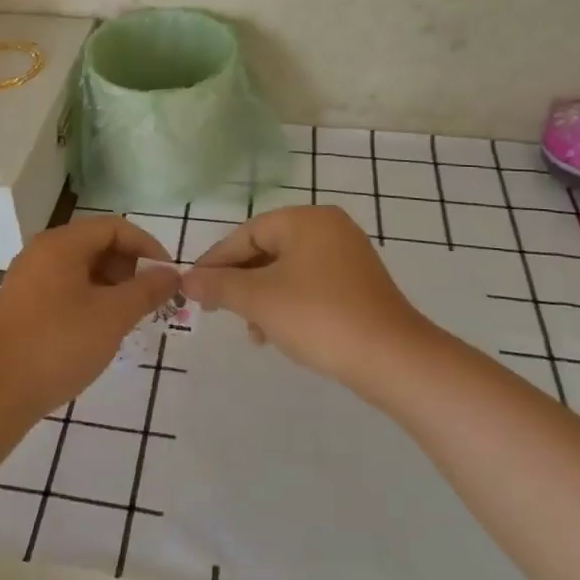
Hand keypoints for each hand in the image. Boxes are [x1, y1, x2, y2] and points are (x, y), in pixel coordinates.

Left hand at [0, 215, 180, 419]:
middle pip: (96, 243)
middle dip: (130, 266)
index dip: (147, 246)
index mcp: (61, 244)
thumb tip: (172, 274)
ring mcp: (28, 277)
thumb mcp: (113, 316)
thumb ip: (147, 290)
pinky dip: (90, 297)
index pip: (114, 227)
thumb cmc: (59, 345)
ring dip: (112, 284)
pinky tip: (101, 327)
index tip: (167, 275)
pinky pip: (65, 286)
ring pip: (81, 267)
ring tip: (131, 315)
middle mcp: (41, 251)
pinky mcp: (22, 303)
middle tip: (151, 298)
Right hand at [180, 205, 430, 393]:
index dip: (216, 261)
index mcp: (306, 220)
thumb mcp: (260, 300)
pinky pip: (310, 285)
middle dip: (241, 283)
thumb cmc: (319, 317)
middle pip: (267, 250)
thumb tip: (186, 280)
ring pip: (288, 271)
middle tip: (217, 310)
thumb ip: (219, 286)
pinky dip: (289, 304)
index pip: (247, 233)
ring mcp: (348, 255)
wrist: (393, 359)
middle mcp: (328, 228)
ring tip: (253, 332)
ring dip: (263, 298)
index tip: (193, 288)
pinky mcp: (359, 284)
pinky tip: (280, 333)